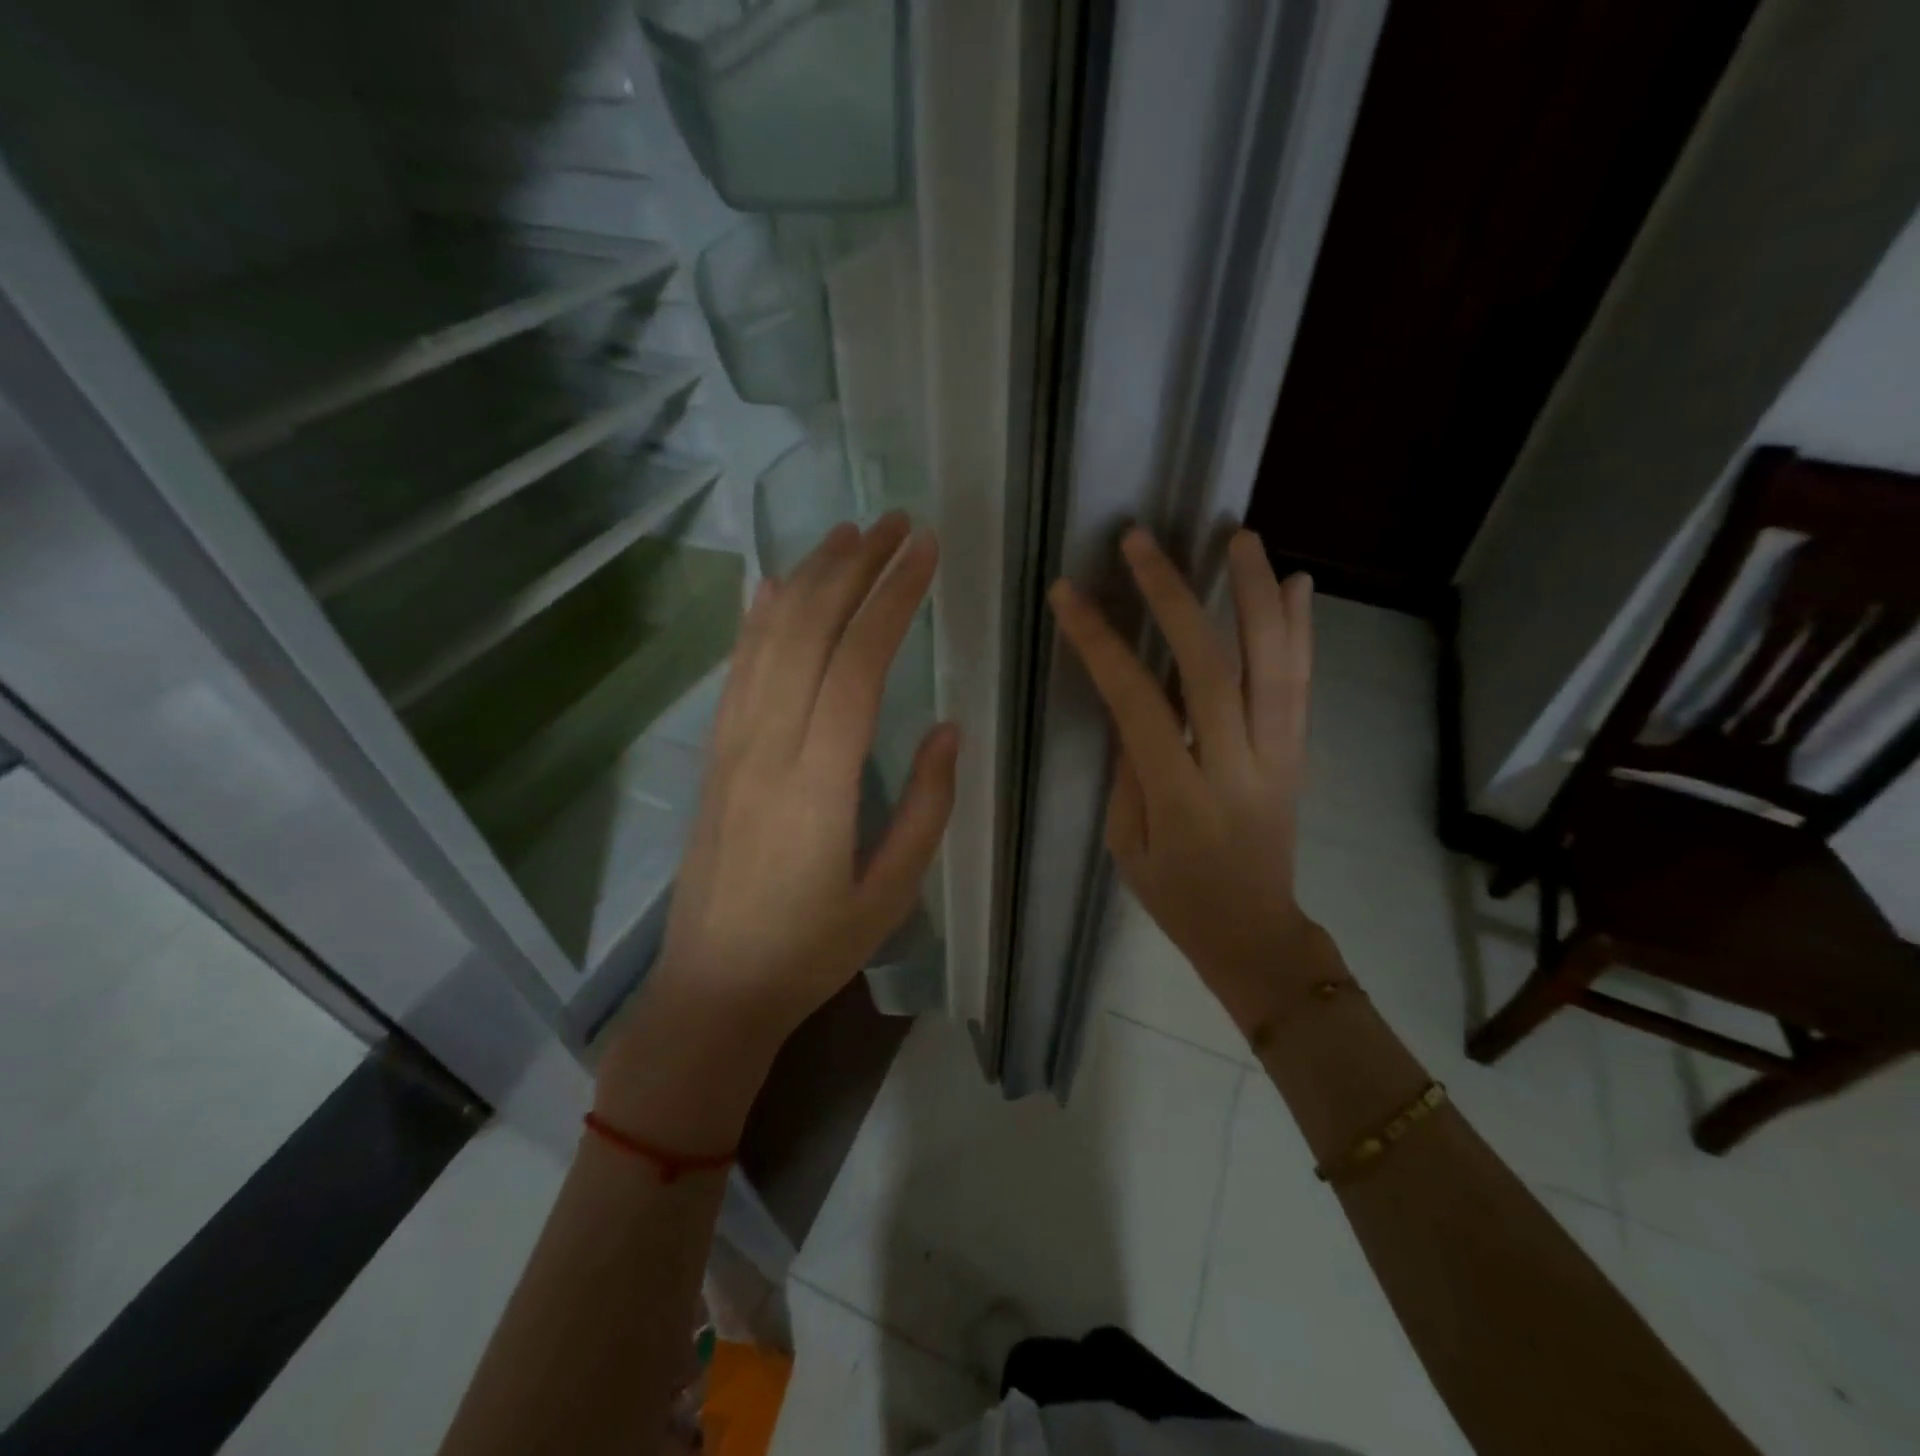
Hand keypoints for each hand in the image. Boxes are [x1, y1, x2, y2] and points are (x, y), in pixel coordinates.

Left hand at [647, 513, 957, 1046]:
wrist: (713, 990)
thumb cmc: (812, 950)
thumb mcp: (891, 892)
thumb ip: (926, 805)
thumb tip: (947, 727)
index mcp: (819, 781)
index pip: (858, 661)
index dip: (894, 596)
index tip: (925, 550)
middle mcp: (767, 745)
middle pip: (809, 629)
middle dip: (854, 565)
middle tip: (895, 522)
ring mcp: (730, 746)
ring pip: (767, 639)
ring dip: (807, 577)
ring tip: (846, 534)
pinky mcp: (712, 756)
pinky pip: (735, 670)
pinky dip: (756, 619)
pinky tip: (771, 586)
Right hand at [1048, 527, 1317, 1032]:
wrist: (1255, 933)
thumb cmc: (1177, 897)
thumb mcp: (1128, 846)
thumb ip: (1129, 770)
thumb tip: (1132, 702)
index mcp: (1181, 798)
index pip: (1138, 703)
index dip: (1102, 644)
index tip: (1070, 594)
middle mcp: (1237, 766)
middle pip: (1211, 666)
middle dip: (1174, 596)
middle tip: (1142, 541)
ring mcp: (1278, 755)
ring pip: (1274, 663)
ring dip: (1256, 594)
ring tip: (1238, 536)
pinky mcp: (1299, 753)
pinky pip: (1303, 684)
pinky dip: (1302, 630)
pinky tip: (1297, 583)